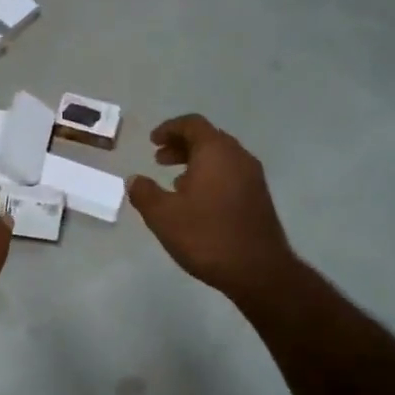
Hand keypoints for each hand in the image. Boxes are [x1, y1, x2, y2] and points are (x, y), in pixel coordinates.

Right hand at [128, 115, 295, 300]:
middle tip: (159, 159)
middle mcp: (238, 156)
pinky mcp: (259, 197)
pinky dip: (211, 176)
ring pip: (221, 157)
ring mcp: (253, 177)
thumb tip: (135, 180)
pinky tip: (197, 201)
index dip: (169, 128)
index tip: (152, 142)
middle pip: (208, 138)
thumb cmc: (206, 236)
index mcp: (216, 152)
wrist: (258, 270)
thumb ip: (144, 193)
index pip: (192, 124)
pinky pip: (231, 174)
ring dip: (196, 162)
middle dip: (181, 145)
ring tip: (175, 181)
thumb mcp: (163, 216)